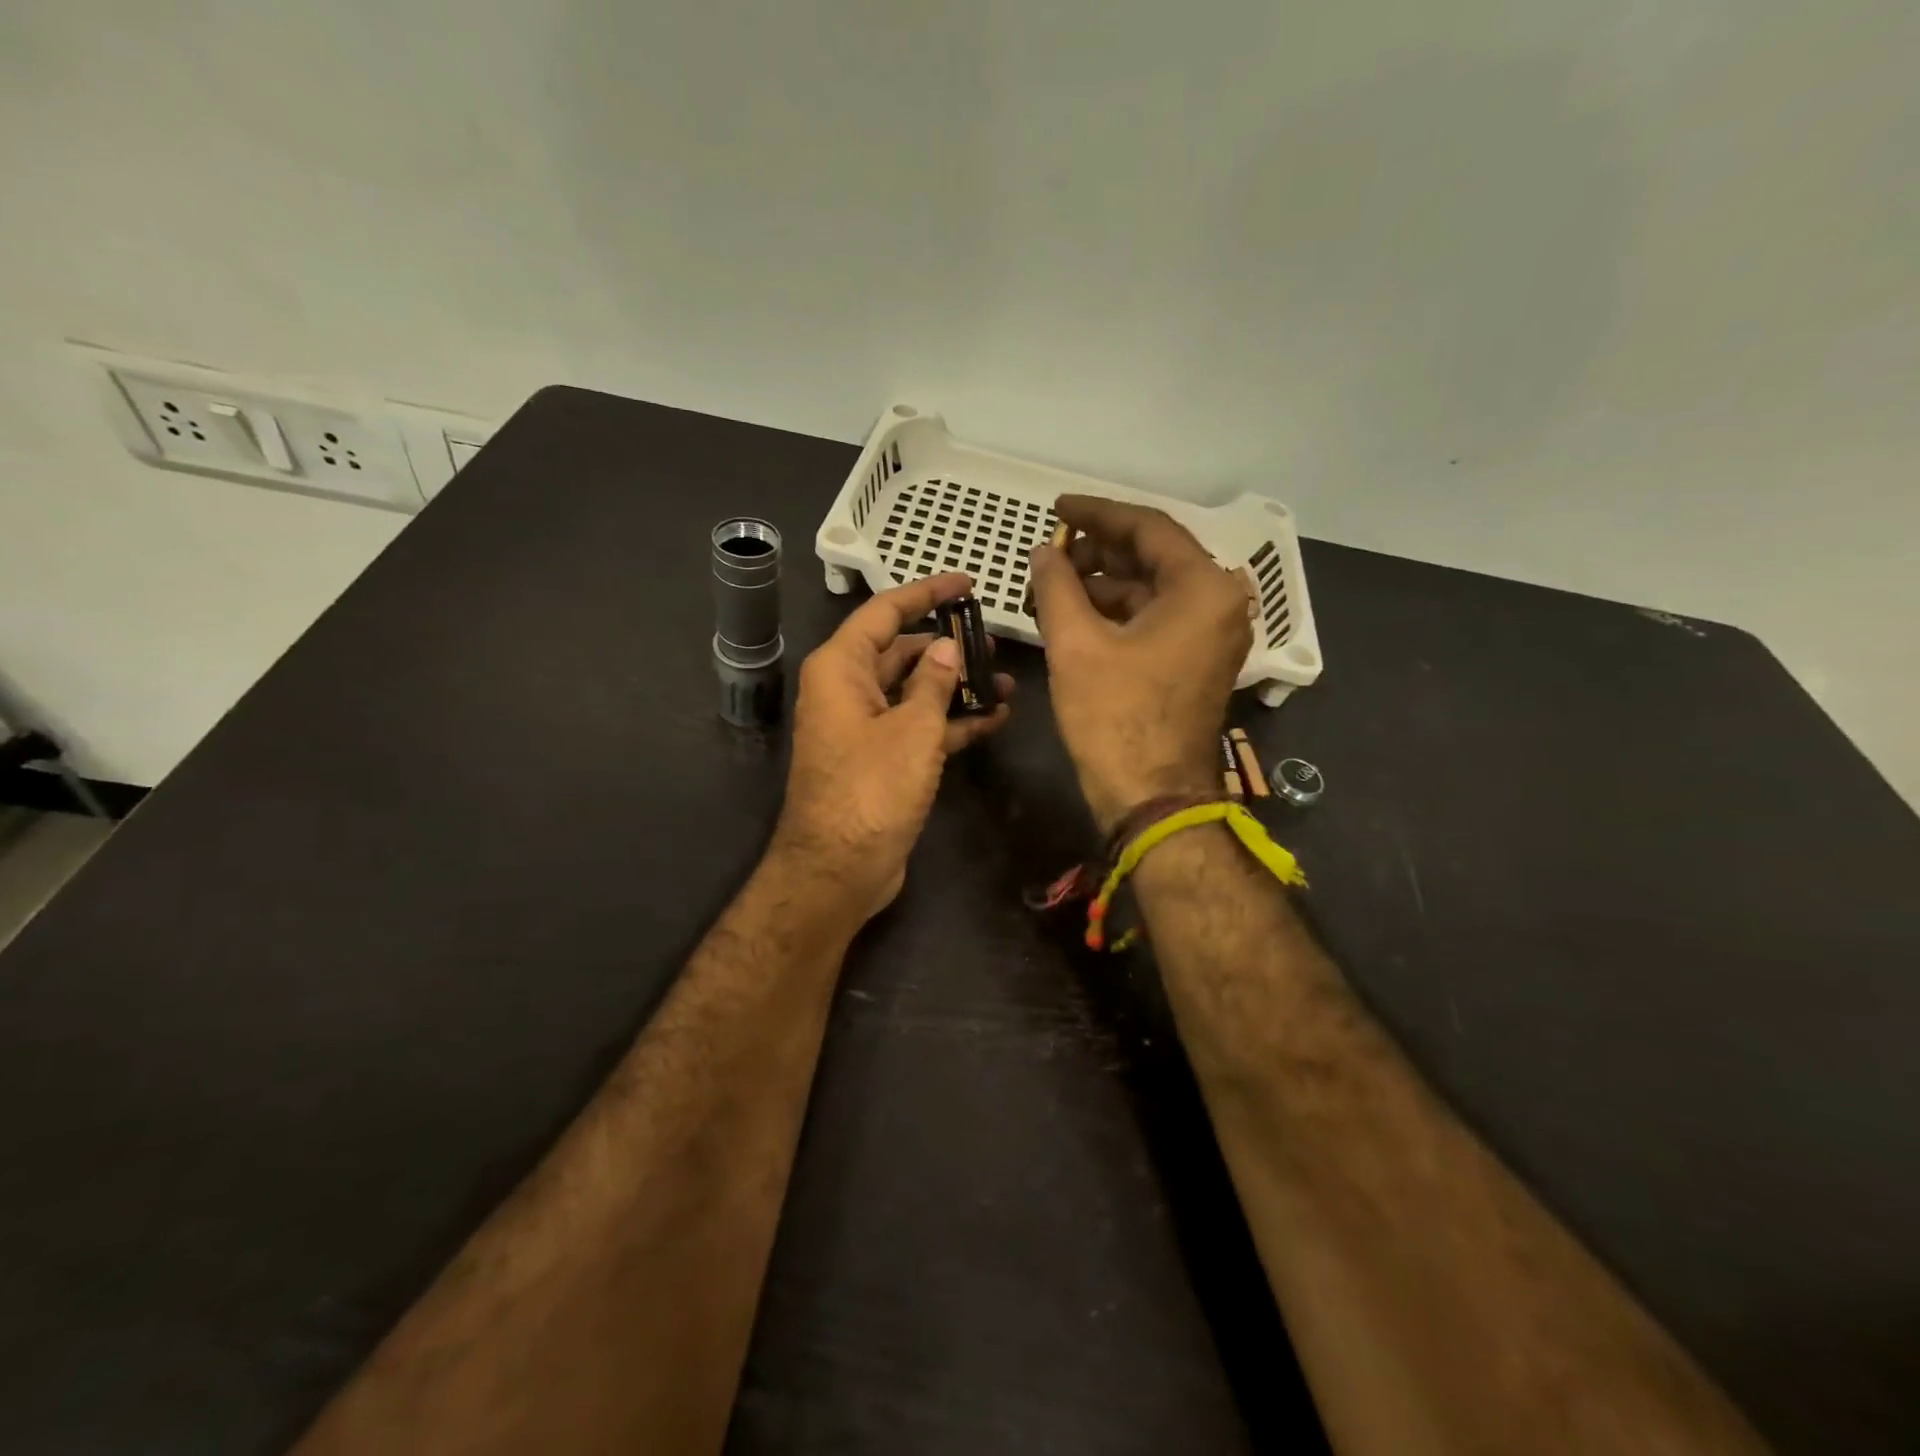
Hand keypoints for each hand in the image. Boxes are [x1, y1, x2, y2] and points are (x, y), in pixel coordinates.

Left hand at [772, 572, 1013, 922]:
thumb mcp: (912, 728)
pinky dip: (951, 722)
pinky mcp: (881, 760)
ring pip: (914, 692)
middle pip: (901, 651)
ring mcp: (865, 727)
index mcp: (841, 668)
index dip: (926, 592)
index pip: (885, 612)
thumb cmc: (872, 789)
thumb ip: (934, 681)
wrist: (840, 869)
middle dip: (947, 646)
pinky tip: (995, 718)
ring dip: (956, 687)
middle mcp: (848, 690)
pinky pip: (918, 727)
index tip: (966, 581)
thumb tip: (947, 647)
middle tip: (995, 641)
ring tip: (1006, 681)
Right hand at [1029, 496, 1250, 831]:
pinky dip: (1119, 612)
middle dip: (1098, 550)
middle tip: (1051, 550)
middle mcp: (1220, 603)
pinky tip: (1078, 614)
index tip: (1057, 507)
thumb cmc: (1115, 717)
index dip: (1096, 513)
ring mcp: (1212, 634)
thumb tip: (1042, 552)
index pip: (1148, 528)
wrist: (1152, 796)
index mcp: (1203, 588)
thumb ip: (1056, 585)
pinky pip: (1158, 618)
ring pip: (1154, 589)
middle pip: (1154, 557)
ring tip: (1054, 584)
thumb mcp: (1076, 644)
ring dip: (1105, 583)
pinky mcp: (1198, 661)